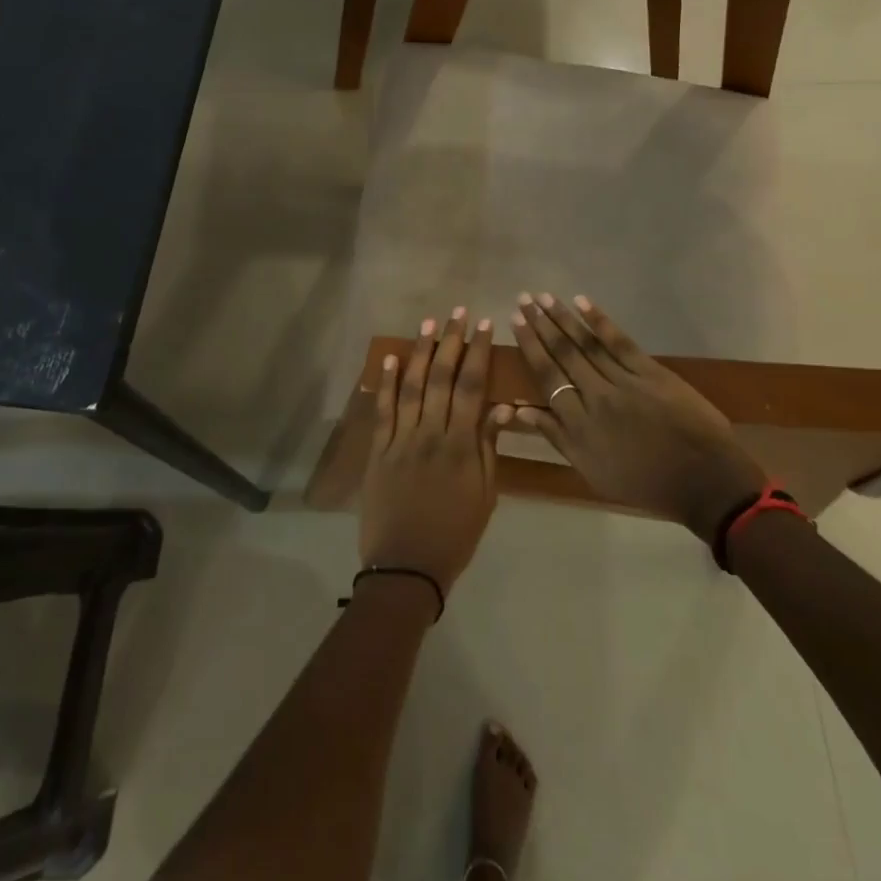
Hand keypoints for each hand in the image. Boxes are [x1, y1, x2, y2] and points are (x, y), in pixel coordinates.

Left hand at [358, 308, 507, 596]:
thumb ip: (490, 449)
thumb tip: (502, 407)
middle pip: (442, 378)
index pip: (473, 388)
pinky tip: (390, 358)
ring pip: (412, 386)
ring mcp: (401, 440)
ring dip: (420, 353)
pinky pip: (383, 410)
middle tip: (458, 313)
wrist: (406, 567)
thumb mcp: (485, 497)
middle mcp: (431, 434)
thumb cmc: (454, 535)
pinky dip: (386, 383)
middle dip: (452, 342)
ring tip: (429, 324)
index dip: (479, 354)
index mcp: (462, 446)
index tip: (485, 326)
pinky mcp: (378, 450)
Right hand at [510, 294, 765, 542]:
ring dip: (563, 318)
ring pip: (587, 344)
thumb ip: (556, 437)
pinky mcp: (651, 372)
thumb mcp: (591, 471)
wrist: (703, 480)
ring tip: (545, 297)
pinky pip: (620, 343)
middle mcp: (596, 397)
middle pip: (563, 354)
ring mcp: (625, 382)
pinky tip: (582, 303)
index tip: (515, 322)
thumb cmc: (644, 483)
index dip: (530, 347)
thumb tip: (520, 410)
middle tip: (524, 298)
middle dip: (541, 324)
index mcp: (579, 425)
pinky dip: (600, 321)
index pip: (547, 378)